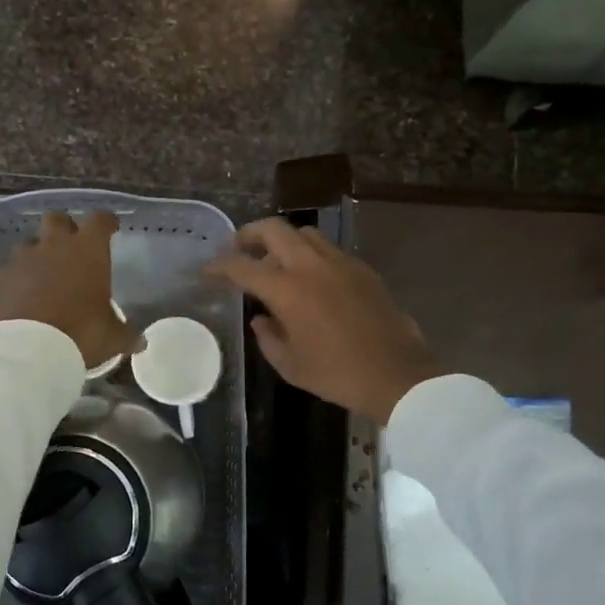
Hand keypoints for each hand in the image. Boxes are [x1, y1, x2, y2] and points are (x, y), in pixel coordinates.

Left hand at [0, 211, 135, 371]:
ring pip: (28, 245)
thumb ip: (126, 334)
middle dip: (64, 229)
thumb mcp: (112, 337)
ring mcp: (20, 259)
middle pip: (56, 219)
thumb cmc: (80, 334)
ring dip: (37, 256)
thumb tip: (141, 343)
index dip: (105, 222)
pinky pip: (7, 273)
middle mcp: (53, 245)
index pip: (100, 220)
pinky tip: (18, 301)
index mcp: (87, 251)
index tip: (110, 228)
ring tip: (42, 279)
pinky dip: (14, 282)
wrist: (27, 351)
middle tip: (70, 248)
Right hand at [204, 218, 441, 422]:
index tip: (208, 271)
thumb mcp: (290, 365)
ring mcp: (340, 262)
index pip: (242, 266)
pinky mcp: (363, 269)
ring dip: (283, 240)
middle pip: (274, 229)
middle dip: (249, 234)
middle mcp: (311, 265)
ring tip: (275, 260)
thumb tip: (261, 319)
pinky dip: (310, 254)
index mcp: (287, 289)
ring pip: (304, 233)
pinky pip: (328, 249)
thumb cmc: (337, 375)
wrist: (397, 375)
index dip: (219, 266)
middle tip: (239, 248)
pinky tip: (310, 276)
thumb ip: (268, 338)